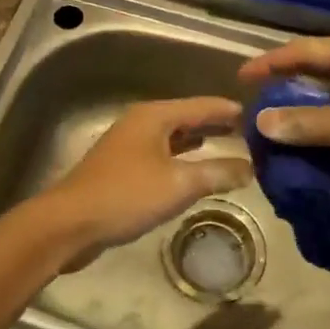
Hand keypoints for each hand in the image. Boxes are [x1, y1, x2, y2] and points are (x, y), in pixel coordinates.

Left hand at [34, 97, 251, 264]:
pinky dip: (183, 156)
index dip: (229, 110)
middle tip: (250, 131)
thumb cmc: (126, 196)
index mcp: (155, 116)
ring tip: (230, 145)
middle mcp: (142, 122)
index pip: (201, 105)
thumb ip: (218, 173)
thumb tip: (251, 167)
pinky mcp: (122, 167)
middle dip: (216, 124)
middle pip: (186, 117)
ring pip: (173, 136)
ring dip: (200, 140)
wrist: (70, 223)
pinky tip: (195, 168)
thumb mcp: (179, 185)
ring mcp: (129, 144)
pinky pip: (162, 153)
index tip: (259, 114)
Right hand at [238, 38, 329, 211]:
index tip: (240, 78)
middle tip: (258, 105)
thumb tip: (262, 122)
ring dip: (308, 108)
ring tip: (279, 126)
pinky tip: (316, 142)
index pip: (304, 50)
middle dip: (287, 86)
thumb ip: (307, 122)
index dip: (270, 63)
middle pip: (319, 68)